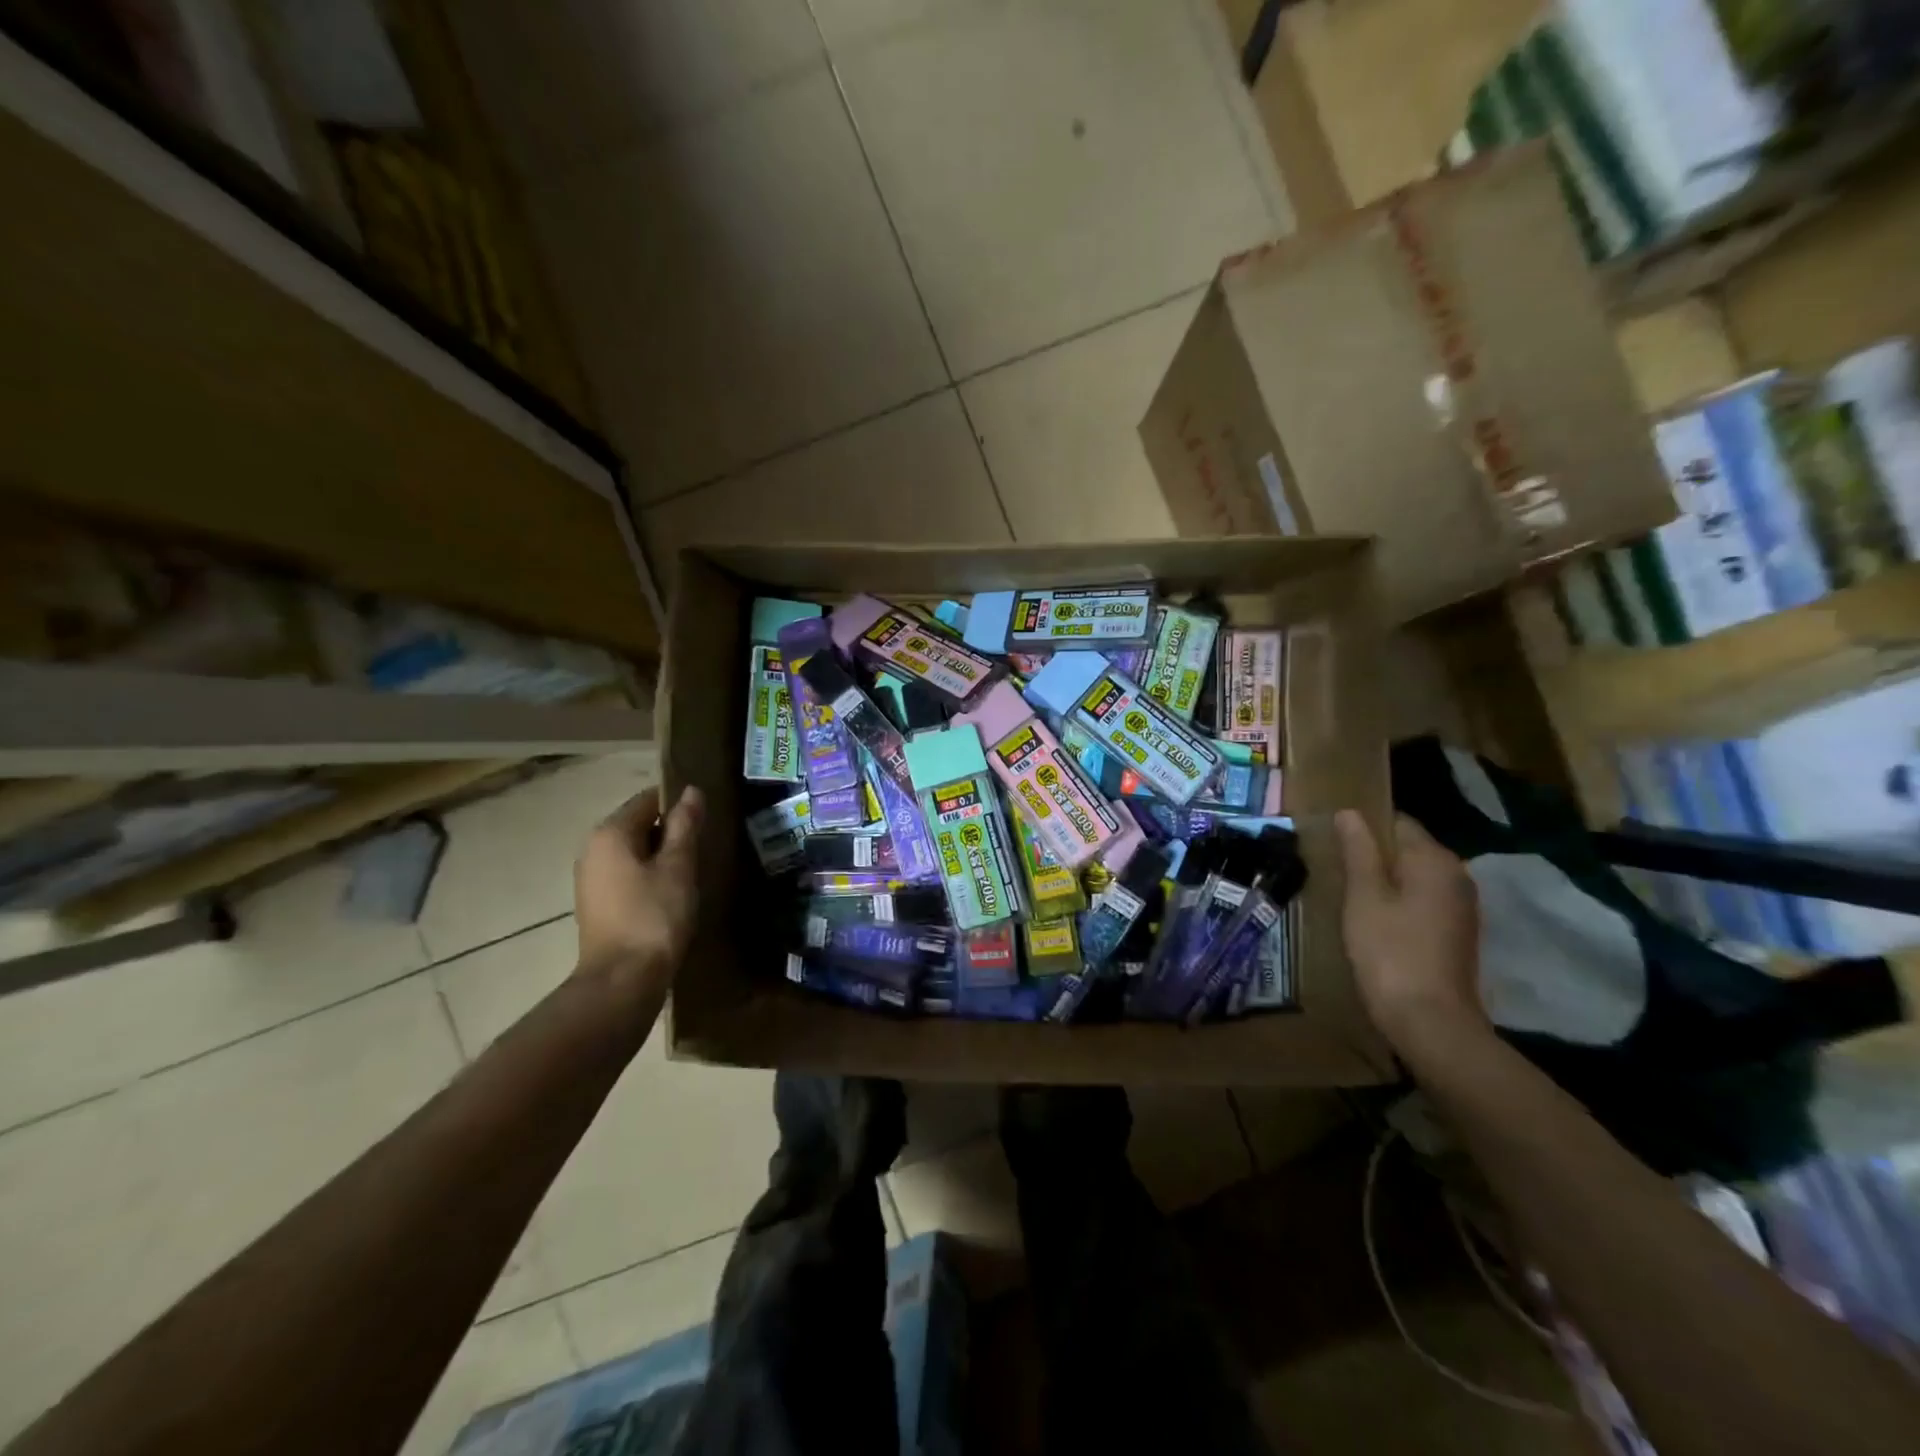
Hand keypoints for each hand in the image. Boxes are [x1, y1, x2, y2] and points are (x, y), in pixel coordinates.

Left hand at [574, 787, 703, 997]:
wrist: (622, 981)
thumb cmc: (654, 917)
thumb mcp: (678, 866)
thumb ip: (685, 826)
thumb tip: (692, 791)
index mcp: (610, 833)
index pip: (648, 800)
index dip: (679, 805)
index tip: (706, 820)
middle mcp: (593, 849)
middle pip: (638, 825)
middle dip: (671, 832)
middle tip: (704, 847)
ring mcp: (591, 878)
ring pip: (634, 852)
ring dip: (662, 856)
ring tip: (693, 871)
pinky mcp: (597, 903)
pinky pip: (627, 874)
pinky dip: (649, 876)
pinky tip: (672, 894)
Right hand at [1334, 809, 1485, 1050]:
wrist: (1430, 1021)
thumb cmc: (1389, 951)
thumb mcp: (1363, 897)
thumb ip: (1358, 851)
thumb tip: (1349, 813)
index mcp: (1435, 860)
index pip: (1397, 822)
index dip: (1363, 828)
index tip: (1333, 843)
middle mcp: (1457, 875)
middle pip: (1408, 849)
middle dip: (1373, 855)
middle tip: (1335, 870)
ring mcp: (1461, 906)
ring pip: (1415, 877)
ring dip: (1385, 881)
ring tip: (1349, 895)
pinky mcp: (1457, 932)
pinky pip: (1423, 901)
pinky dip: (1399, 903)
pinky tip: (1374, 921)